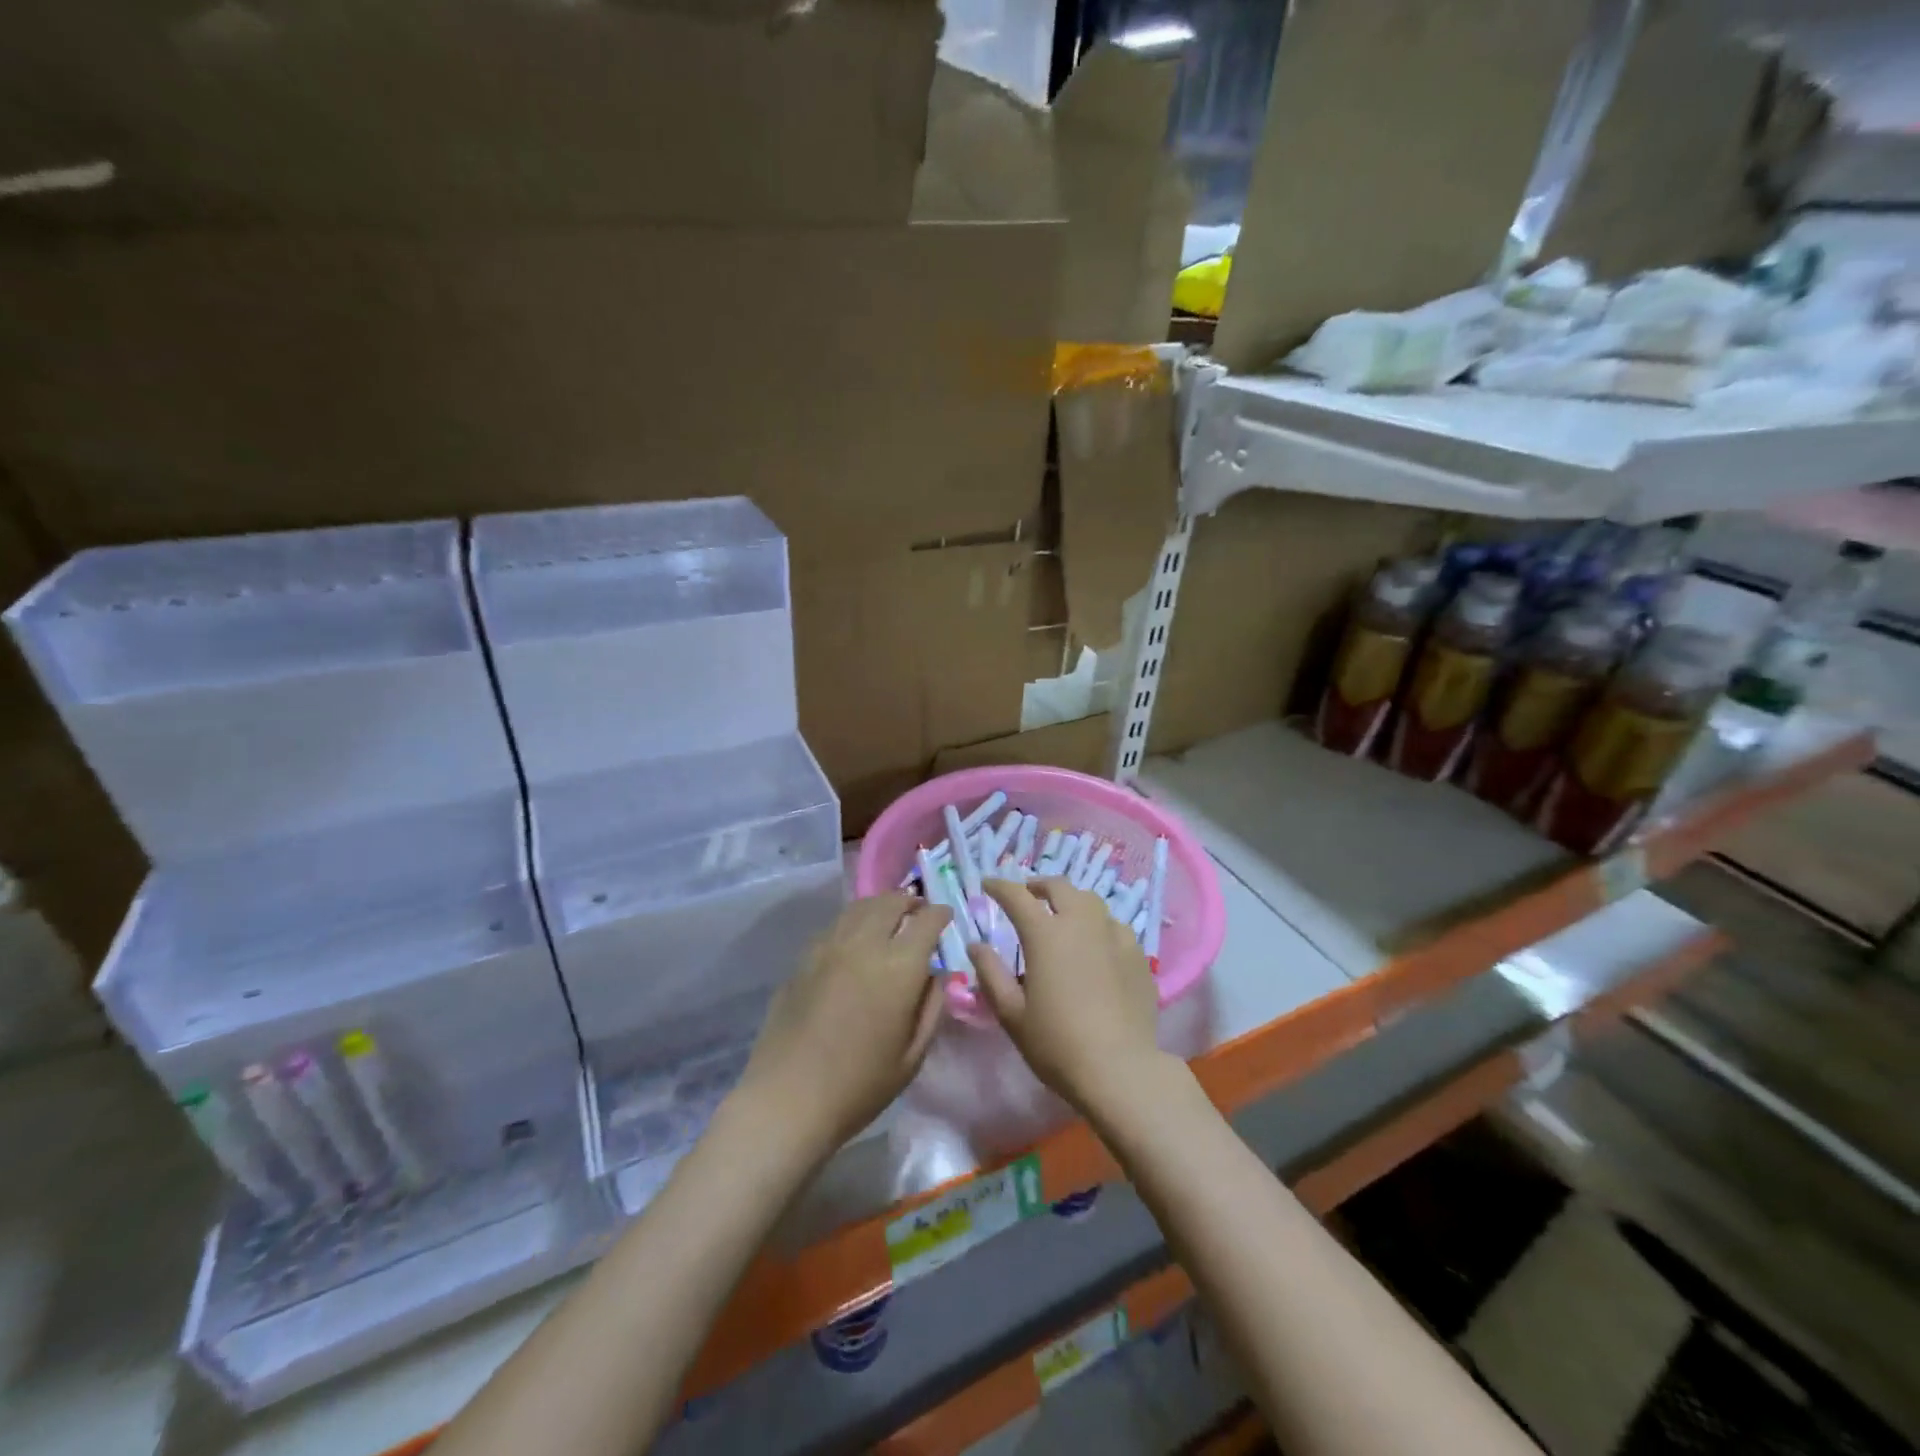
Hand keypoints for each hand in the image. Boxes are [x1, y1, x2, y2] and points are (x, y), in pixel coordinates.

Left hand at [735, 893, 951, 1158]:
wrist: (787, 1100)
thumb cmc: (859, 1086)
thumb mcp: (913, 1056)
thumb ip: (931, 1008)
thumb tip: (935, 976)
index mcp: (898, 967)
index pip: (926, 921)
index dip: (940, 914)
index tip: (945, 917)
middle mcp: (864, 944)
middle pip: (890, 903)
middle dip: (909, 901)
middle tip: (918, 909)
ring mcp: (828, 947)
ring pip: (859, 908)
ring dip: (880, 905)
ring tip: (889, 915)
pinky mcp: (803, 958)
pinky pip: (835, 926)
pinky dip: (853, 921)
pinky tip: (855, 938)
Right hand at [973, 877, 1167, 1118]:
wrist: (1120, 1070)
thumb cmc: (1057, 1043)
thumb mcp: (1012, 1013)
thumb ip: (991, 973)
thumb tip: (976, 945)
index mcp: (1046, 934)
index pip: (1017, 896)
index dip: (999, 886)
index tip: (988, 885)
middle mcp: (1081, 923)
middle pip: (1059, 887)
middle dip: (1038, 885)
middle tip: (1027, 895)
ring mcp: (1114, 936)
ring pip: (1091, 901)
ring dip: (1071, 902)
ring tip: (1063, 917)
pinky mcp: (1138, 954)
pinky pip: (1114, 926)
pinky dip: (1098, 926)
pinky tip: (1097, 945)